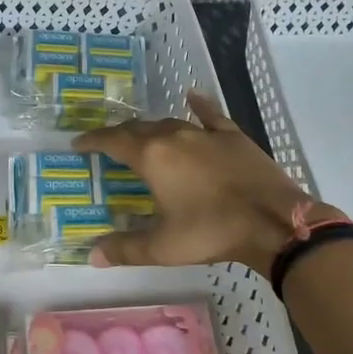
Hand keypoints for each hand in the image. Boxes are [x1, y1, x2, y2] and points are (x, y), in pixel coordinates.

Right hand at [72, 91, 343, 273]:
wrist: (274, 222)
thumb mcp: (163, 247)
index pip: (113, 140)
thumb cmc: (212, 232)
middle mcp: (174, 136)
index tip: (79, 143)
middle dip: (119, 135)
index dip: (93, 140)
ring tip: (142, 137)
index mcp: (152, 157)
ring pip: (170, 123)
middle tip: (107, 145)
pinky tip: (192, 98)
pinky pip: (210, 115)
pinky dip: (198, 106)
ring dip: (152, 129)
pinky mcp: (233, 137)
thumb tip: (91, 255)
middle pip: (139, 128)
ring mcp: (206, 133)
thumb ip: (125, 249)